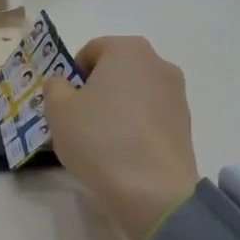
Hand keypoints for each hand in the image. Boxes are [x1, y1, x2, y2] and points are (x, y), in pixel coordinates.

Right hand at [43, 36, 199, 239]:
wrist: (152, 191)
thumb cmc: (99, 139)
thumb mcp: (58, 110)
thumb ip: (55, 87)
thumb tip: (65, 84)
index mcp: (127, 49)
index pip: (90, 51)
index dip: (72, 76)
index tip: (65, 105)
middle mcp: (158, 63)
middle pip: (116, 71)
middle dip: (96, 91)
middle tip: (79, 123)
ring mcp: (177, 94)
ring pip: (134, 94)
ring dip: (117, 109)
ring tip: (102, 143)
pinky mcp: (185, 124)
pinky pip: (150, 117)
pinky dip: (135, 128)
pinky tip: (124, 154)